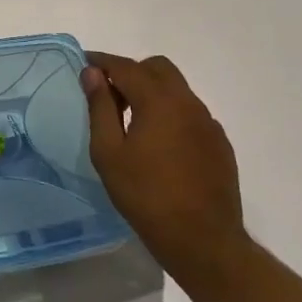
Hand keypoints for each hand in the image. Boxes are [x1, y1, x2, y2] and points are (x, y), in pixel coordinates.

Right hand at [81, 52, 247, 271]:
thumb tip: (92, 74)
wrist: (201, 239)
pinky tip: (157, 143)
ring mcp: (208, 123)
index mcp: (160, 101)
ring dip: (151, 92)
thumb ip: (100, 107)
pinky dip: (169, 113)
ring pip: (176, 90)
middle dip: (130, 72)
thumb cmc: (145, 194)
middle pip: (158, 69)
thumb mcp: (108, 152)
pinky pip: (190, 113)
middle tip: (107, 94)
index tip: (83, 63)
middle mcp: (189, 103)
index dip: (102, 62)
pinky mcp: (218, 143)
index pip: (126, 67)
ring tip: (129, 120)